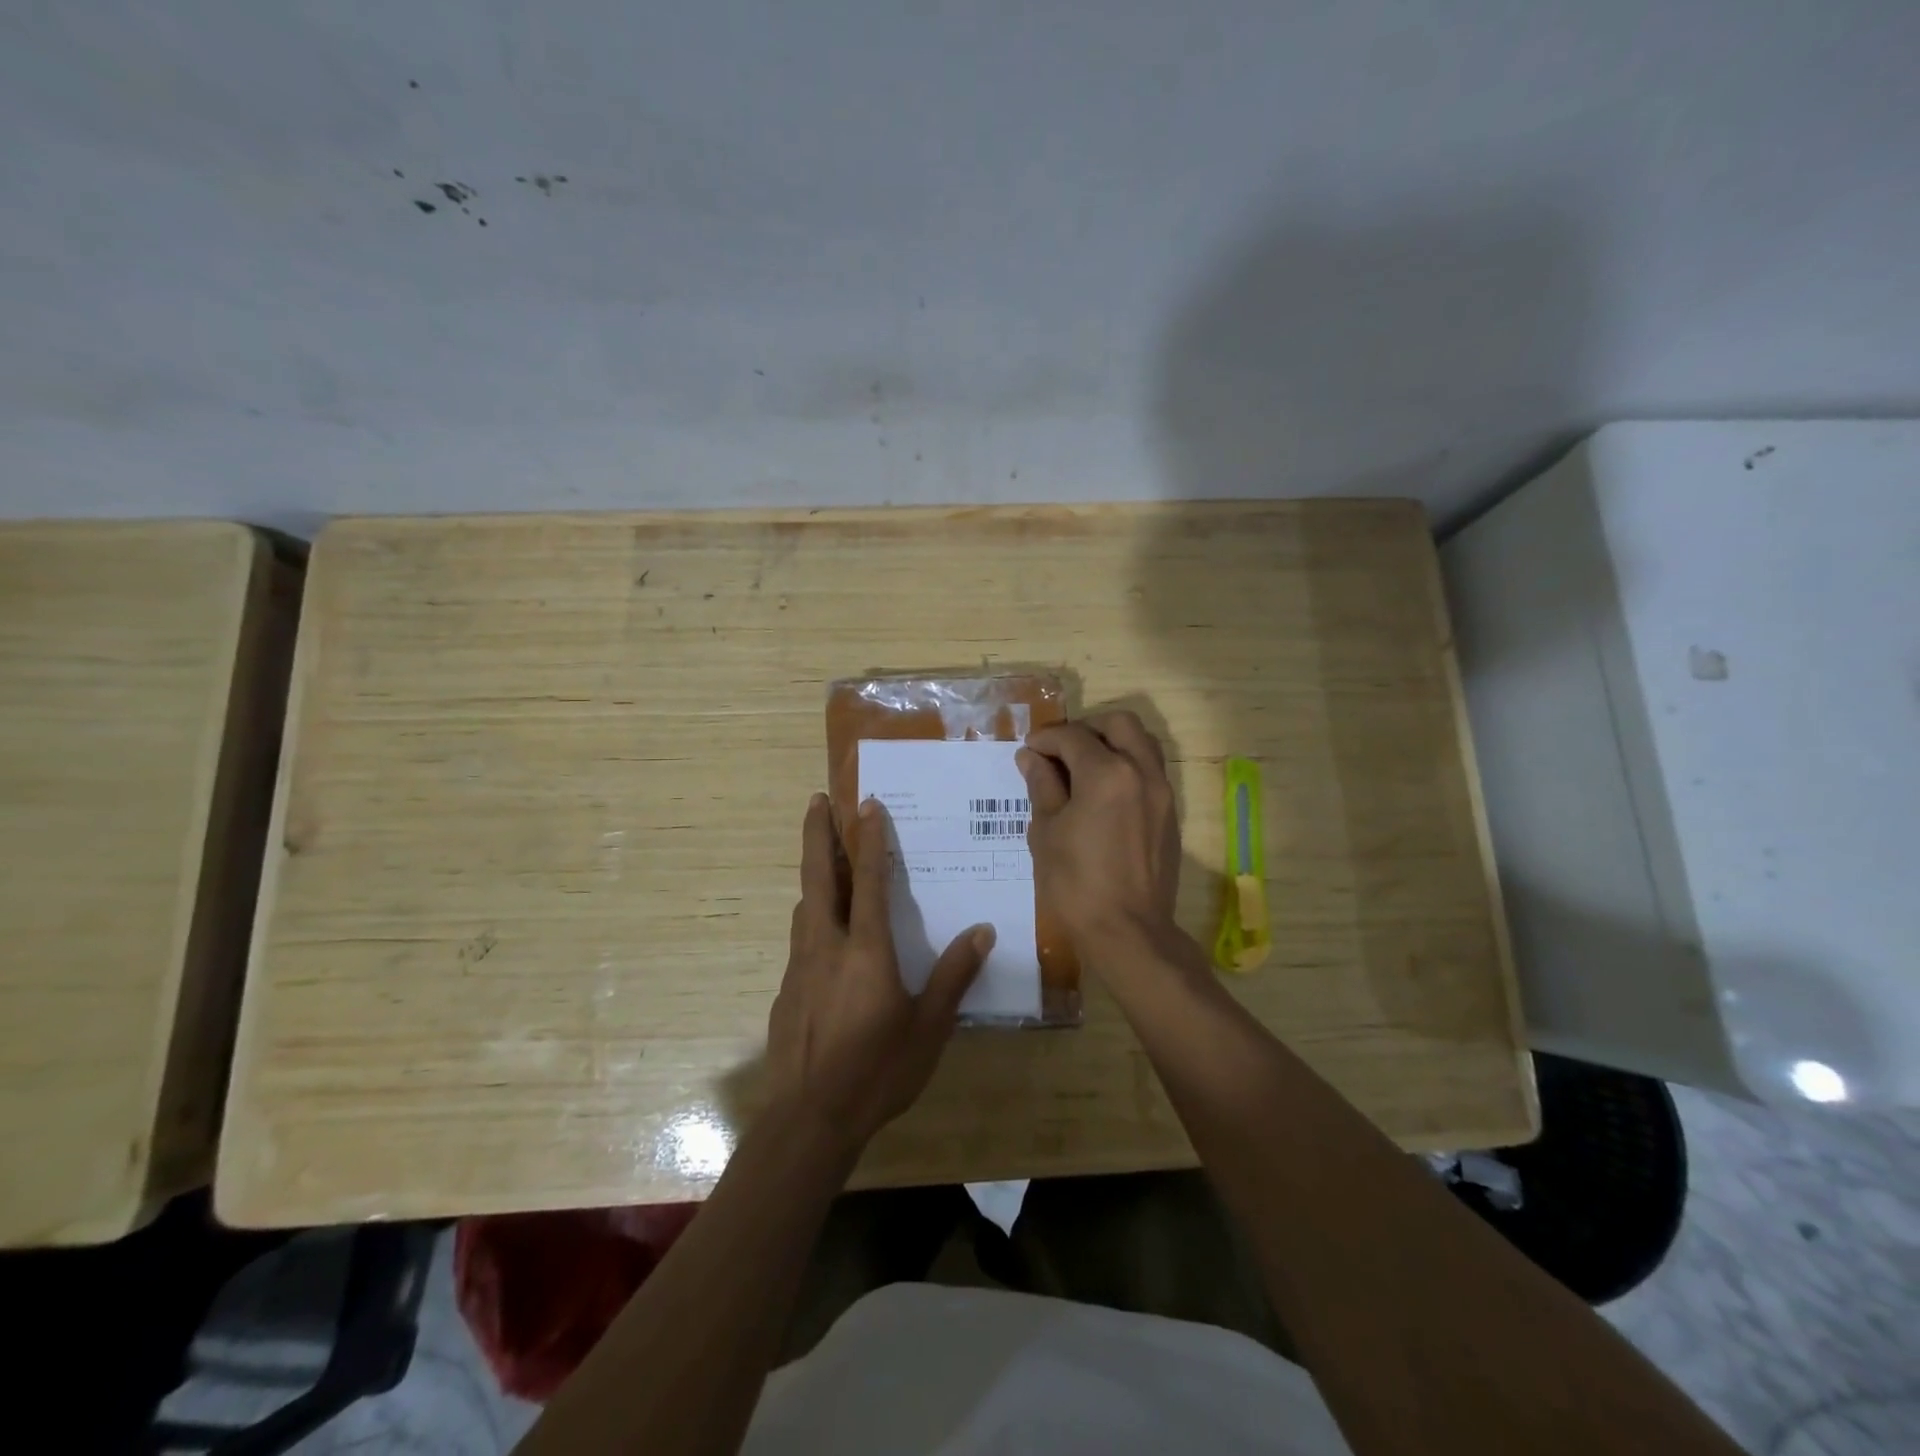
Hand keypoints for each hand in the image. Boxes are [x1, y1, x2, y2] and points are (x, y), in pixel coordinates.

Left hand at [766, 793, 992, 1151]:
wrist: (809, 1120)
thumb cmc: (877, 1071)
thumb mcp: (928, 1028)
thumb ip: (954, 976)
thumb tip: (984, 931)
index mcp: (866, 950)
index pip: (869, 881)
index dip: (869, 840)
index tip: (866, 804)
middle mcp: (827, 946)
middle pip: (819, 877)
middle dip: (817, 835)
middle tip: (815, 800)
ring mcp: (800, 967)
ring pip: (805, 905)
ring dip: (814, 874)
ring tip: (823, 858)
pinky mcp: (787, 990)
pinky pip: (801, 938)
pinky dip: (812, 916)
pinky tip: (823, 933)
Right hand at [1018, 711, 1182, 957]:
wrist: (1129, 932)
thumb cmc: (1077, 884)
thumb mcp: (1046, 832)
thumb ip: (1042, 786)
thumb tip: (1032, 757)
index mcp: (1107, 773)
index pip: (1072, 737)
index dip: (1046, 739)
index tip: (1029, 750)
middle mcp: (1141, 772)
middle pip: (1118, 724)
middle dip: (1086, 729)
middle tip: (1060, 751)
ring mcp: (1162, 792)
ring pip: (1141, 743)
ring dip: (1112, 743)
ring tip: (1083, 768)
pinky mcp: (1170, 814)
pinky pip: (1150, 770)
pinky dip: (1127, 766)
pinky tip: (1103, 793)